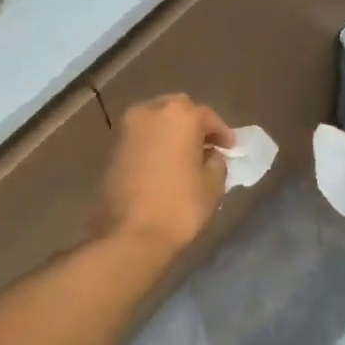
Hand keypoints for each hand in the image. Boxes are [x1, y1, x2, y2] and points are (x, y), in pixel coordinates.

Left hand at [92, 94, 234, 258]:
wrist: (129, 235)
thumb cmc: (179, 207)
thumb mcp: (213, 186)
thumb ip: (216, 162)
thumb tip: (210, 156)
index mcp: (180, 115)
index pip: (208, 116)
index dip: (222, 133)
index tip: (231, 149)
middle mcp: (150, 111)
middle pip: (179, 110)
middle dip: (194, 124)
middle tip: (207, 146)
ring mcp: (127, 128)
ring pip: (156, 120)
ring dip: (172, 132)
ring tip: (185, 155)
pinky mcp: (113, 147)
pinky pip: (142, 136)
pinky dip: (155, 143)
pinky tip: (165, 163)